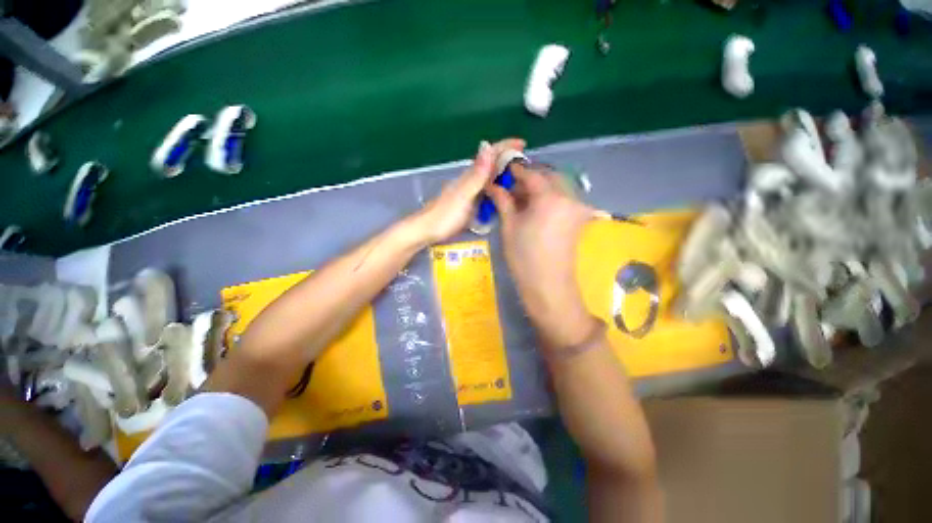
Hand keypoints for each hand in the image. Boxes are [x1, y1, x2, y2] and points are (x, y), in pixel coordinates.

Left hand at [412, 138, 525, 243]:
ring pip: (488, 177)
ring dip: (503, 173)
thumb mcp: (464, 195)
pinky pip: (485, 191)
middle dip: (508, 159)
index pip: (490, 155)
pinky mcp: (468, 203)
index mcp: (470, 176)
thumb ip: (477, 174)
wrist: (427, 230)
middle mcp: (470, 180)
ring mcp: (468, 192)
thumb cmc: (445, 215)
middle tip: (526, 163)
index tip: (523, 143)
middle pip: (491, 164)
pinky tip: (501, 194)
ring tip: (519, 177)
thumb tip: (487, 145)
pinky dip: (496, 188)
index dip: (505, 146)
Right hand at [486, 164, 598, 348]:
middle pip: (548, 176)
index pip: (531, 174)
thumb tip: (494, 185)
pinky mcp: (579, 218)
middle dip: (529, 177)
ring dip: (540, 187)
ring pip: (557, 186)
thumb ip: (503, 201)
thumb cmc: (524, 256)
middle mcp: (569, 196)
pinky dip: (549, 196)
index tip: (502, 170)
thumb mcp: (510, 226)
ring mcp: (577, 207)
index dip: (515, 171)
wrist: (548, 286)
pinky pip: (563, 198)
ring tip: (520, 198)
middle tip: (510, 186)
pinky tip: (534, 206)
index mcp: (550, 197)